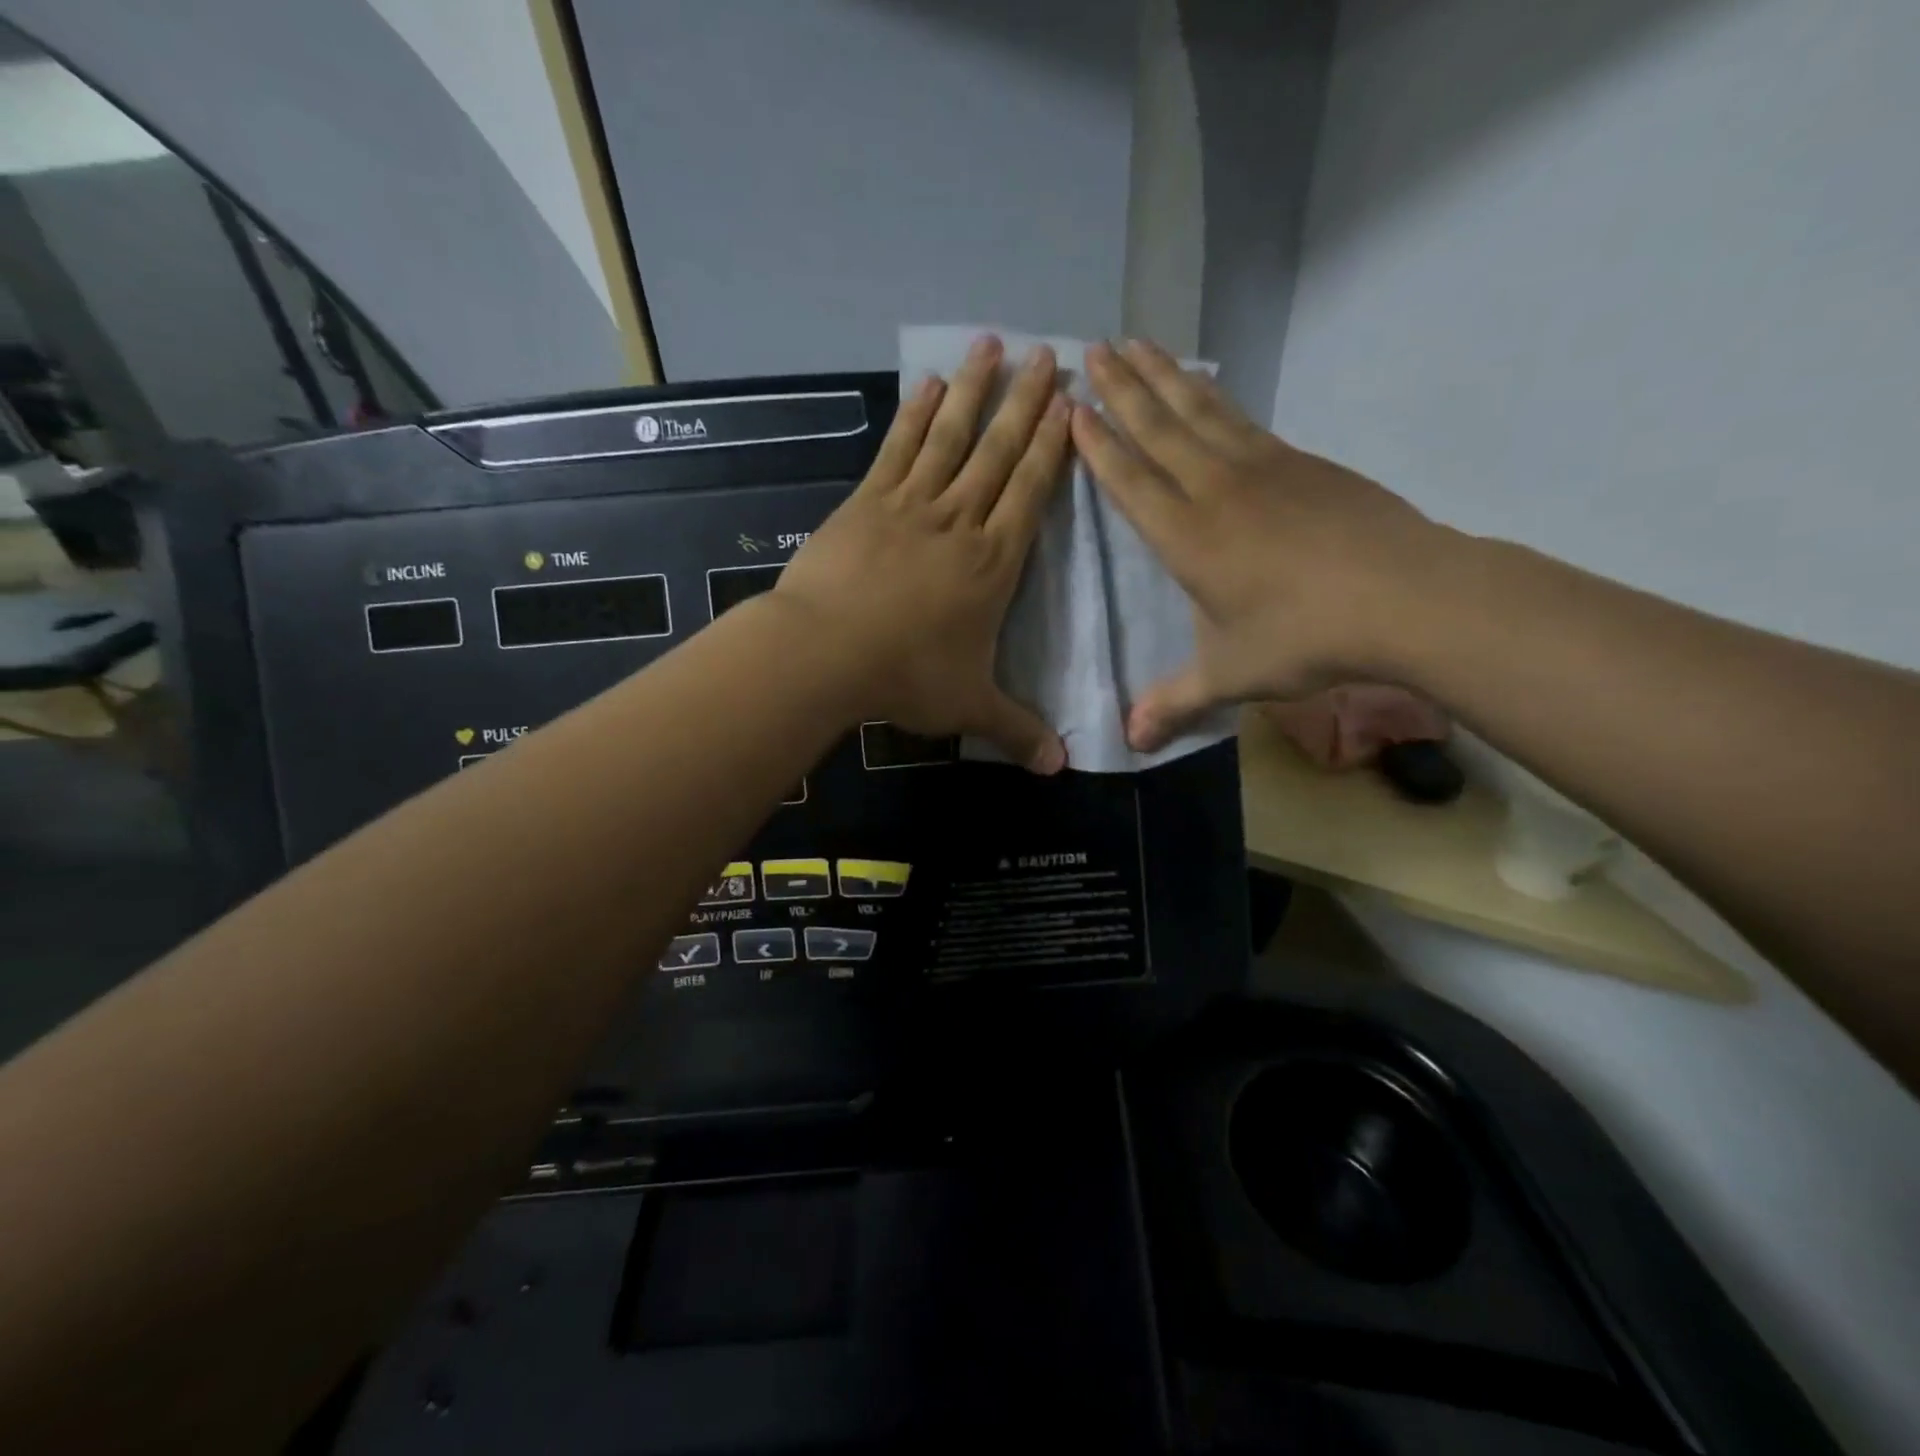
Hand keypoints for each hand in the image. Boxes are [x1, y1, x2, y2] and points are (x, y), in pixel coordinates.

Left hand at [774, 333, 1071, 772]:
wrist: (826, 653)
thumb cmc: (906, 677)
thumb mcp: (969, 707)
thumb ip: (1017, 730)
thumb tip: (1061, 770)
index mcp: (994, 563)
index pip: (1032, 492)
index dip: (1053, 446)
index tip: (1070, 404)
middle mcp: (961, 522)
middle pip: (1000, 451)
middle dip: (1026, 402)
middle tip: (1048, 353)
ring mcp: (912, 505)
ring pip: (952, 437)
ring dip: (975, 391)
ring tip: (993, 344)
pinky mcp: (867, 502)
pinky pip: (899, 449)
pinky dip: (916, 415)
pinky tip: (929, 385)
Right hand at [1072, 338, 1451, 752]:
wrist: (1404, 596)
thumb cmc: (1303, 637)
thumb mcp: (1229, 676)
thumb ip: (1173, 703)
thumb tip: (1128, 742)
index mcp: (1186, 537)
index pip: (1129, 480)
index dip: (1098, 444)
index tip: (1072, 407)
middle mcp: (1215, 490)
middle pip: (1158, 429)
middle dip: (1121, 390)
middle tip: (1092, 350)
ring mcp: (1262, 468)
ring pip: (1199, 412)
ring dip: (1163, 378)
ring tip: (1137, 343)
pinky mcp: (1301, 462)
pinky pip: (1242, 419)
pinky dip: (1214, 397)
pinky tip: (1205, 387)